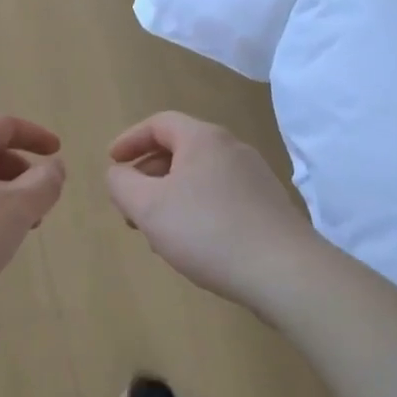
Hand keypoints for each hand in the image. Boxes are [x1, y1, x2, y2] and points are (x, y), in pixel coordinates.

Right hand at [106, 112, 318, 309]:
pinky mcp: (268, 207)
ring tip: (157, 231)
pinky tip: (191, 244)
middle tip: (130, 205)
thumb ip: (122, 184)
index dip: (130, 140)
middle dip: (148, 174)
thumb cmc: (208, 231)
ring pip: (199, 177)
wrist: (285, 272)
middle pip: (180, 150)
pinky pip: (220, 198)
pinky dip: (196, 210)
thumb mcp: (148, 207)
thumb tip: (119, 174)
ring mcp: (255, 178)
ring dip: (170, 196)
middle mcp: (233, 149)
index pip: (159, 124)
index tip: (111, 162)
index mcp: (204, 139)